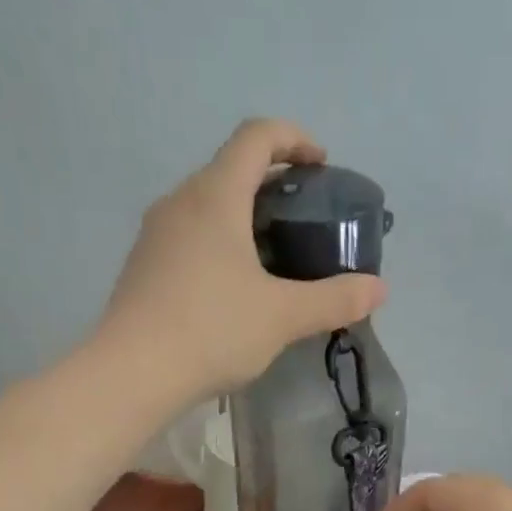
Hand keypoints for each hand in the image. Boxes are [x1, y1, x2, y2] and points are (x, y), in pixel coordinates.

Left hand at [99, 119, 386, 397]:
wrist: (132, 373)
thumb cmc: (212, 331)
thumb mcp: (282, 317)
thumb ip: (334, 299)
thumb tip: (379, 289)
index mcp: (216, 196)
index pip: (256, 136)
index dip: (294, 139)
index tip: (320, 166)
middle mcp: (180, 201)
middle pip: (229, 168)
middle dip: (271, 182)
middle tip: (302, 218)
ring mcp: (155, 234)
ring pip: (206, 205)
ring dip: (241, 215)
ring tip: (271, 255)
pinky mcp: (142, 267)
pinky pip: (188, 236)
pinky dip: (217, 243)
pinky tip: (231, 288)